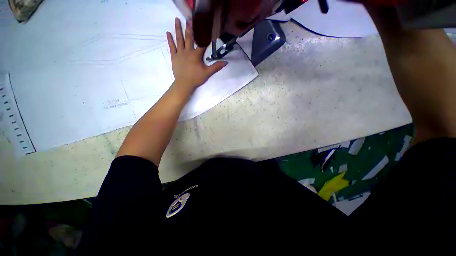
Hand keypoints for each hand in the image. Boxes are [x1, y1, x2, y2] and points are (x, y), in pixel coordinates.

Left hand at [166, 18, 226, 92]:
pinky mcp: (174, 57)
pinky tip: (168, 33)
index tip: (207, 32)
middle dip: (190, 28)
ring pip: (179, 39)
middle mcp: (188, 51)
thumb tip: (226, 62)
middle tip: (189, 18)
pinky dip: (170, 40)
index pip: (202, 45)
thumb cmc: (196, 78)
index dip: (205, 39)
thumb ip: (216, 67)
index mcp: (196, 54)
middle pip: (189, 38)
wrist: (184, 84)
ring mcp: (180, 53)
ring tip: (176, 19)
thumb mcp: (207, 73)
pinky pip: (171, 46)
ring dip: (178, 29)